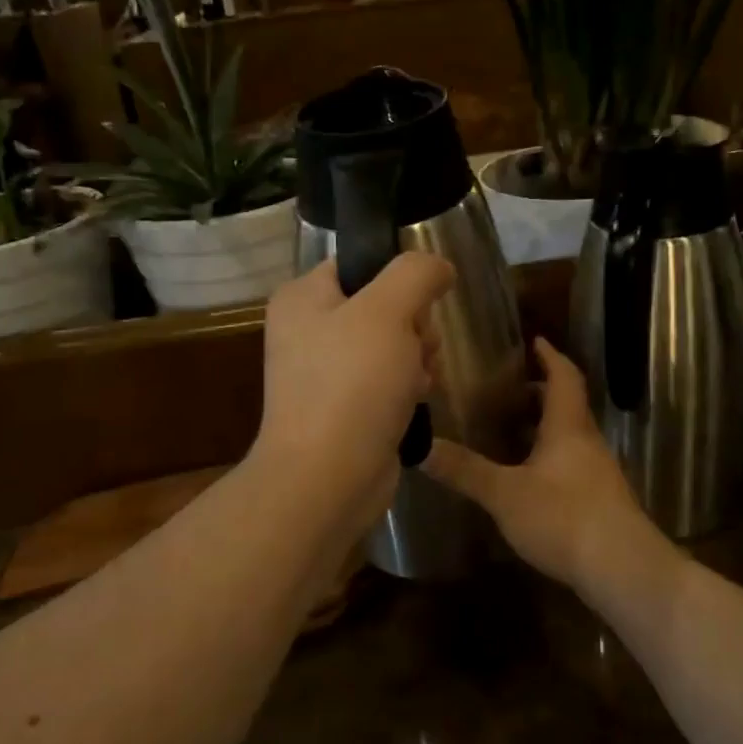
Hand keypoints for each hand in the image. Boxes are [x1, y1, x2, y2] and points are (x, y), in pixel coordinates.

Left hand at [252, 253, 453, 542]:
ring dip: (417, 358)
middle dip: (414, 326)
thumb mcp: (388, 311)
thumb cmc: (352, 385)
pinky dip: (407, 388)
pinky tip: (416, 402)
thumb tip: (440, 266)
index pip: (360, 264)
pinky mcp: (345, 408)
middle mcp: (308, 331)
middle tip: (417, 349)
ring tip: (418, 381)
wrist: (328, 479)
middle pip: (383, 306)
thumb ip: (416, 273)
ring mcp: (325, 373)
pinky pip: (387, 381)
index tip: (420, 303)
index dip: (399, 279)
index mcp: (303, 298)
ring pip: (392, 345)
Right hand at [425, 337, 649, 588]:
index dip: (549, 356)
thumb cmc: (565, 517)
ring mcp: (598, 472)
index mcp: (568, 426)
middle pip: (567, 405)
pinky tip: (528, 477)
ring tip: (509, 431)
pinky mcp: (600, 500)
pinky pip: (571, 463)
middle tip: (507, 389)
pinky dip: (548, 457)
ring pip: (570, 436)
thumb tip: (420, 446)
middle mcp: (587, 442)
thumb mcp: (505, 493)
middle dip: (540, 392)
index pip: (563, 376)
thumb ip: (465, 470)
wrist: (623, 569)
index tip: (534, 340)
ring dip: (544, 427)